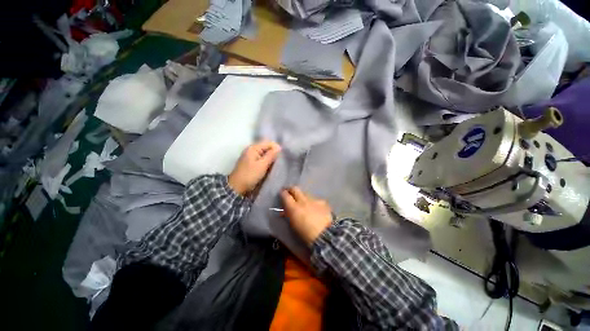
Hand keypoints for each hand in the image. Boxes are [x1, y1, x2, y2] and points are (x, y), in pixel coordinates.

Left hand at [228, 140, 280, 195]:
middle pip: (267, 148)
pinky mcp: (252, 163)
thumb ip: (271, 155)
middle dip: (274, 153)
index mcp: (253, 148)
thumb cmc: (250, 175)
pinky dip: (267, 161)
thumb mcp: (262, 165)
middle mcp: (252, 150)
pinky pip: (262, 159)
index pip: (268, 143)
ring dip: (271, 158)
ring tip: (277, 163)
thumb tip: (279, 147)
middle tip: (281, 160)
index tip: (283, 156)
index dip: (276, 148)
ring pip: (265, 154)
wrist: (237, 187)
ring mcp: (251, 156)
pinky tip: (271, 166)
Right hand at [280, 187, 332, 246]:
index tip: (282, 193)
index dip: (283, 193)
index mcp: (294, 207)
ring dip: (303, 196)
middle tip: (290, 192)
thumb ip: (288, 216)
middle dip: (291, 189)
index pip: (285, 195)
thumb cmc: (306, 234)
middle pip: (295, 189)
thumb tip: (284, 211)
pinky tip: (316, 208)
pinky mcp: (322, 202)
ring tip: (304, 203)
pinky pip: (315, 199)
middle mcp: (303, 200)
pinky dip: (313, 203)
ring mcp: (313, 200)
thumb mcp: (293, 226)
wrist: (326, 235)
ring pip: (305, 194)